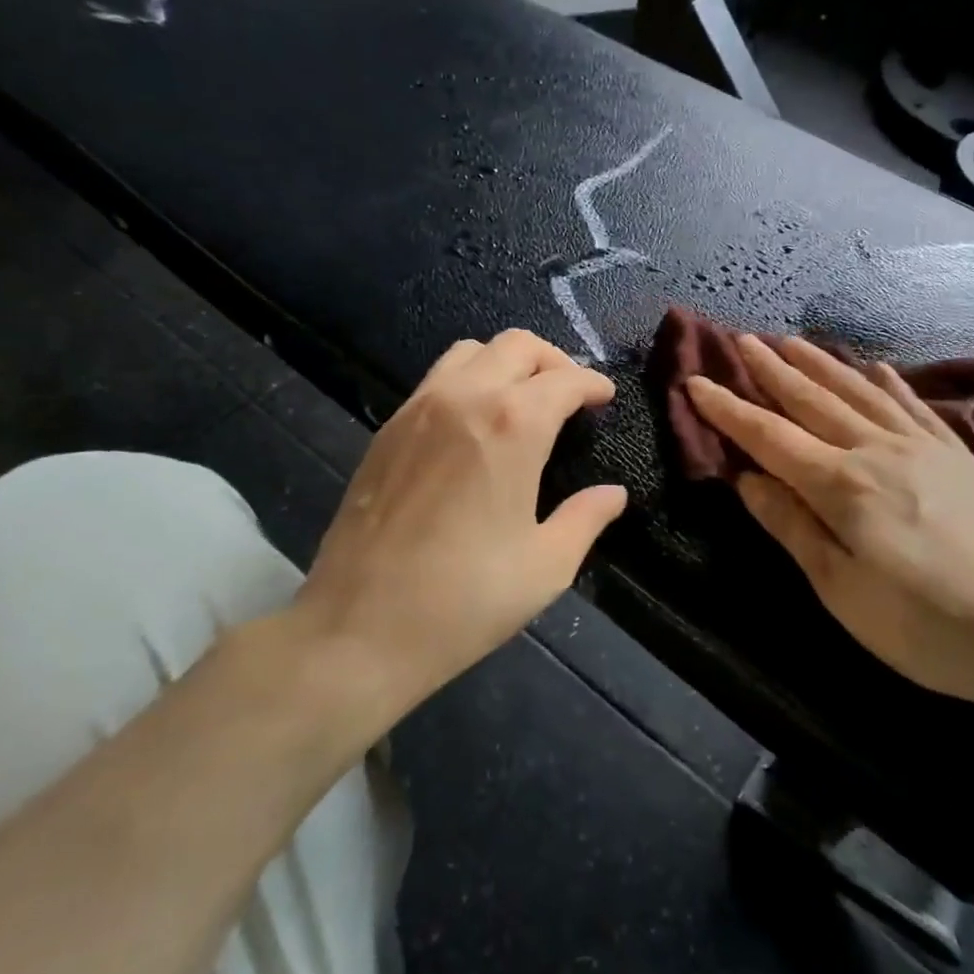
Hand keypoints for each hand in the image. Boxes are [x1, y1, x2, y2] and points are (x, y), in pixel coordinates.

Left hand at [300, 329, 626, 703]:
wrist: (359, 628)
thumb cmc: (466, 599)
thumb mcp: (546, 566)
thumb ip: (586, 518)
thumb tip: (614, 494)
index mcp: (512, 425)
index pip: (563, 380)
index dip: (592, 384)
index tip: (605, 397)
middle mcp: (464, 398)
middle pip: (516, 346)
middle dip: (553, 361)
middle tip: (569, 394)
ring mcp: (418, 408)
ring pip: (470, 352)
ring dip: (506, 363)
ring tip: (521, 400)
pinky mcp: (386, 429)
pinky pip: (436, 380)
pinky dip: (468, 381)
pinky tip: (473, 425)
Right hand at [685, 335, 973, 724]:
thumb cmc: (927, 626)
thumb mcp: (842, 592)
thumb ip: (792, 528)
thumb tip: (746, 480)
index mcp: (841, 485)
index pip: (769, 437)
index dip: (728, 409)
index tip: (696, 382)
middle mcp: (877, 450)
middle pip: (812, 400)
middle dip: (771, 371)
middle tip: (742, 341)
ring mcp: (923, 447)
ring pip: (859, 391)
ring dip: (821, 364)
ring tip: (792, 342)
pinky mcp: (959, 456)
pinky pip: (914, 405)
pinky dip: (888, 382)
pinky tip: (876, 367)